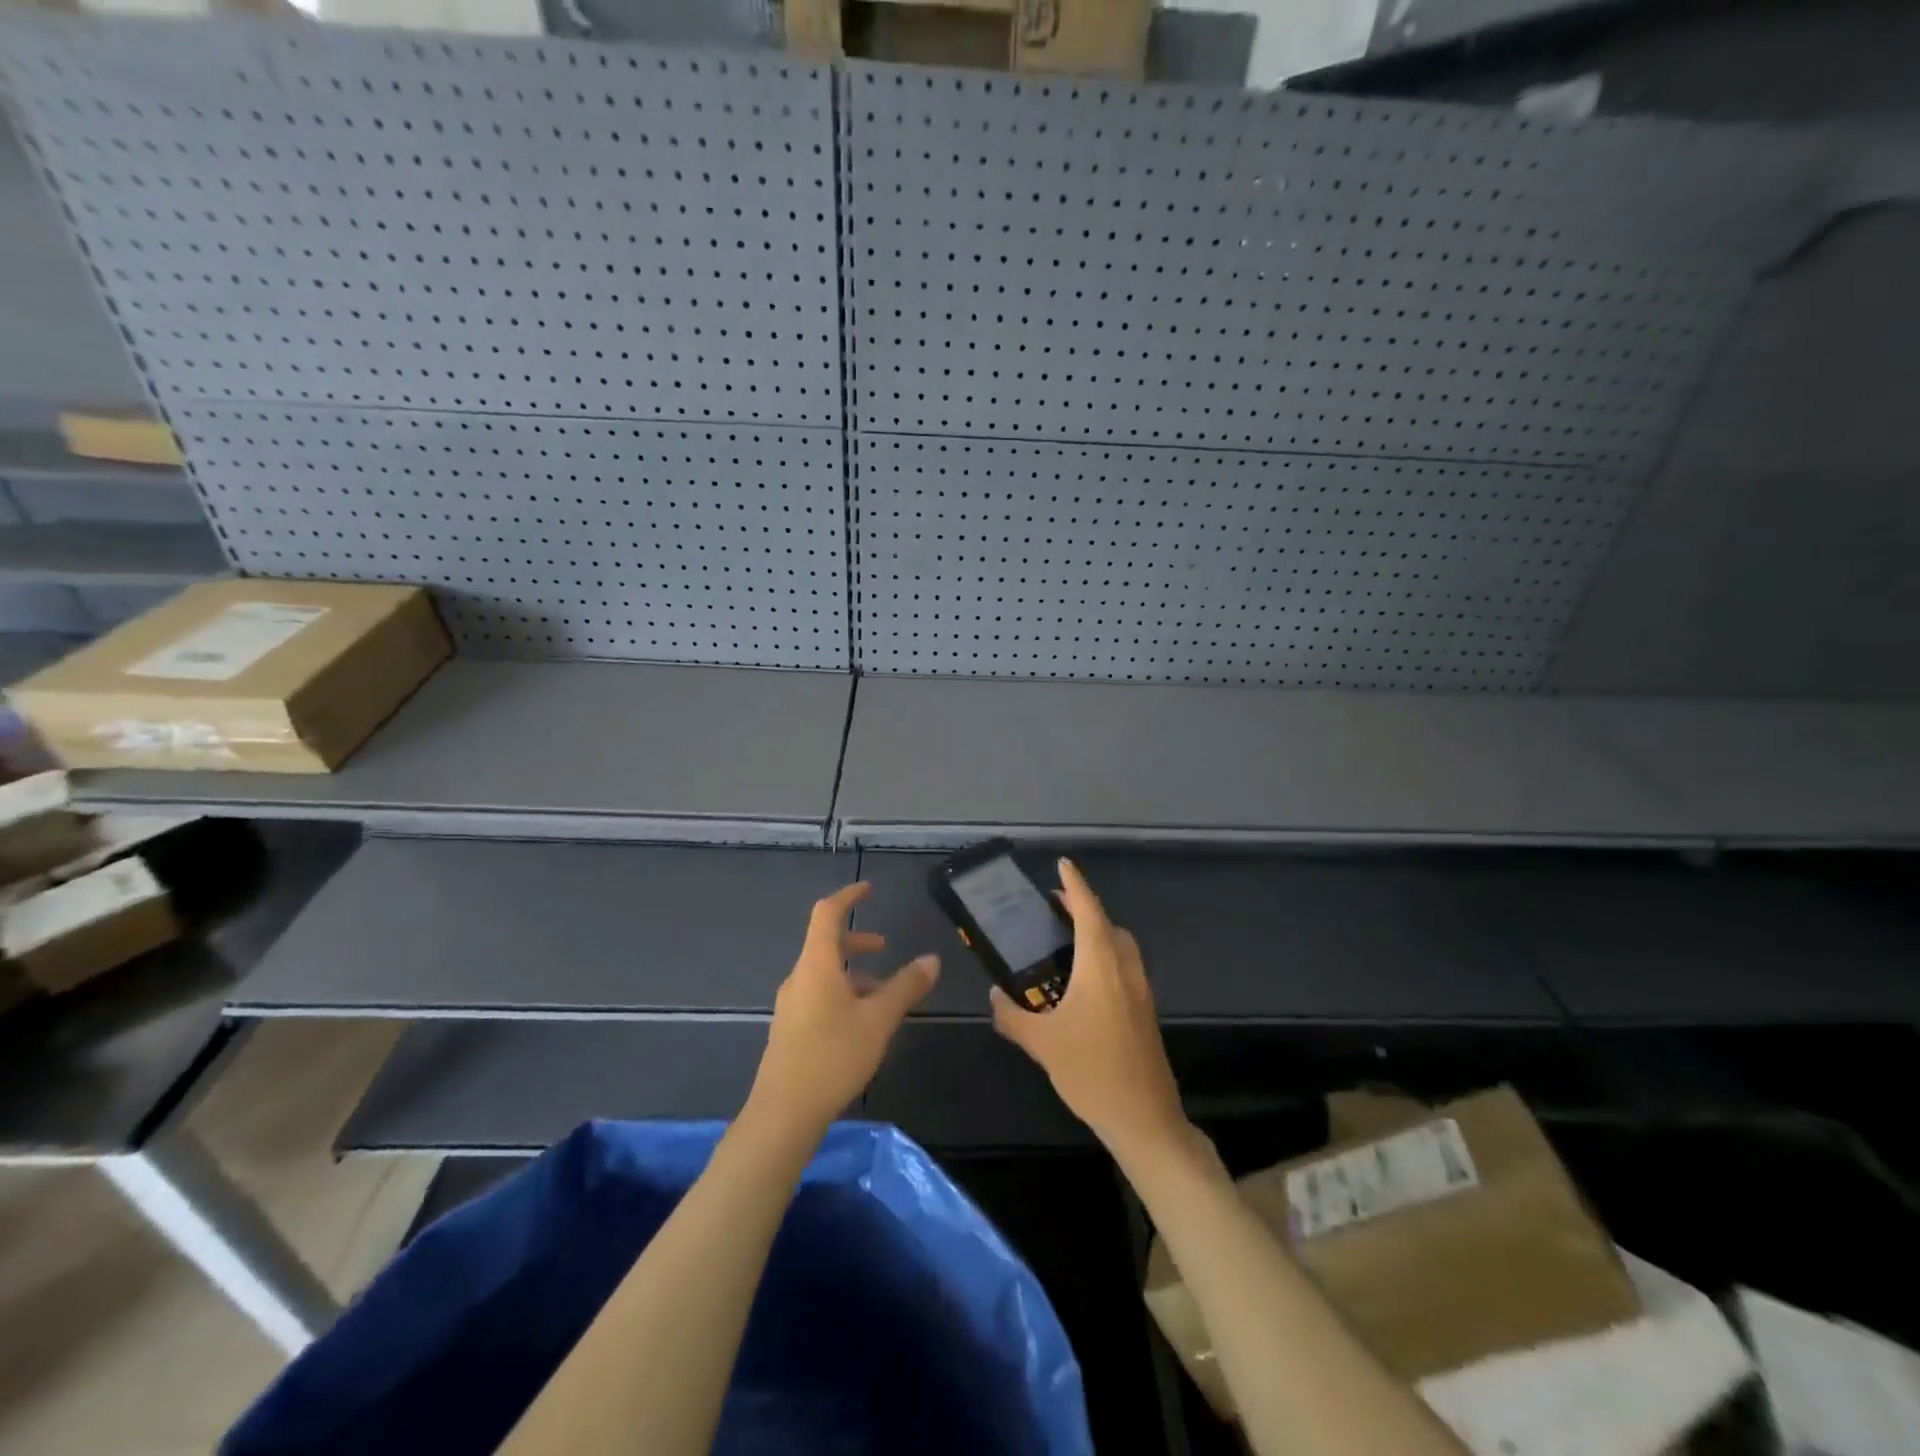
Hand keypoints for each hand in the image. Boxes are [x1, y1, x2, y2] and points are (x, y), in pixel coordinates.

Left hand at [749, 881, 937, 1138]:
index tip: (868, 890)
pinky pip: (819, 995)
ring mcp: (791, 1005)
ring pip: (824, 974)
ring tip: (883, 993)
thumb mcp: (879, 1020)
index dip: (847, 897)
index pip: (827, 914)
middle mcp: (799, 978)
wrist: (782, 1115)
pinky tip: (862, 1024)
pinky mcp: (790, 1030)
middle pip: (826, 945)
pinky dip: (843, 994)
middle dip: (856, 942)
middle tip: (885, 947)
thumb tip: (932, 959)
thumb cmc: (832, 1057)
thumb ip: (906, 987)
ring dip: (853, 973)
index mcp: (816, 965)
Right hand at [990, 858, 1188, 1158]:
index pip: (1088, 911)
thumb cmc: (1091, 1071)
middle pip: (1108, 925)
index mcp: (1101, 966)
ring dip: (1099, 933)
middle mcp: (1125, 969)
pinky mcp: (1145, 1011)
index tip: (1063, 864)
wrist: (1144, 1117)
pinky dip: (1106, 957)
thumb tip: (994, 995)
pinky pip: (1125, 967)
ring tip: (1067, 942)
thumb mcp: (1042, 1043)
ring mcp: (1140, 990)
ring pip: (1121, 946)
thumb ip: (1012, 1015)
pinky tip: (1084, 983)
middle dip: (1085, 909)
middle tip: (1055, 910)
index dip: (1075, 885)